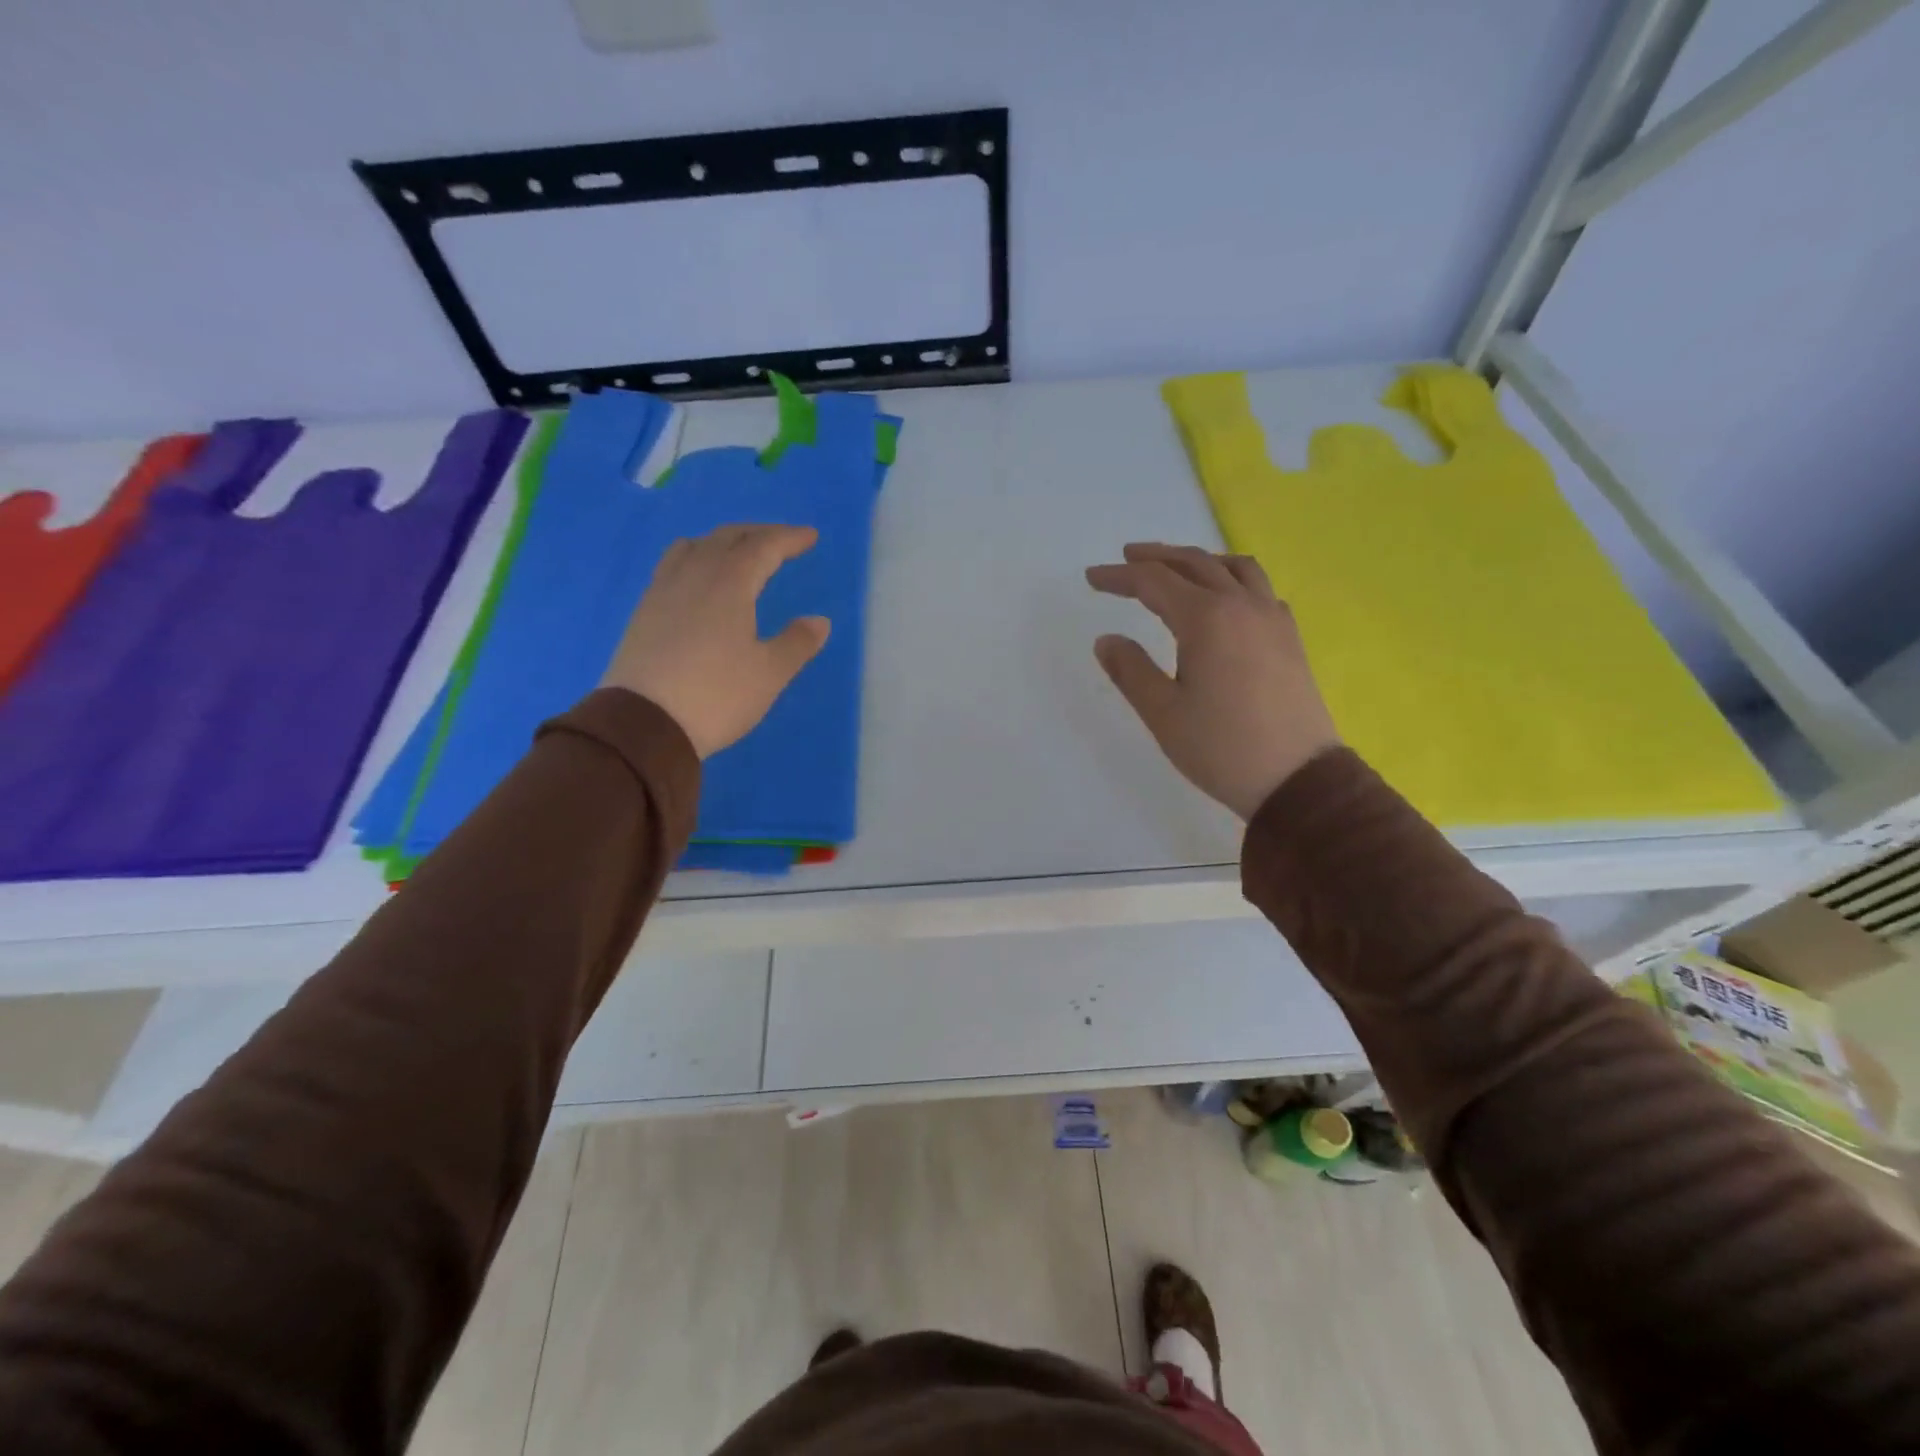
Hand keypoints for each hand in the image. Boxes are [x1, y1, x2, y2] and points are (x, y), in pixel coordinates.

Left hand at [601, 524, 830, 757]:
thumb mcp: (769, 674)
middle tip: (781, 540)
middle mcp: (694, 576)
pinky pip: (673, 565)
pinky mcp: (644, 611)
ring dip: (722, 541)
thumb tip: (819, 620)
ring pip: (694, 546)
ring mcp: (663, 591)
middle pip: (727, 538)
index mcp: (729, 584)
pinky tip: (699, 580)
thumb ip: (797, 643)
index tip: (810, 536)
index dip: (789, 538)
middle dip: (758, 533)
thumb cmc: (716, 696)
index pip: (763, 546)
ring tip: (738, 553)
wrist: (644, 724)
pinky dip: (696, 557)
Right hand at [1086, 543, 1340, 819]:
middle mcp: (1242, 606)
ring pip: (1234, 567)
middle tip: (1127, 558)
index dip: (1118, 577)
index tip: (1091, 578)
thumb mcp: (1163, 713)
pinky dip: (1233, 578)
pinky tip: (1225, 598)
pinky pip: (1259, 588)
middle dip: (1156, 557)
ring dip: (1199, 560)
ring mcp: (1272, 618)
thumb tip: (1106, 640)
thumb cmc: (1221, 747)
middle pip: (1194, 563)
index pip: (1153, 582)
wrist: (1296, 779)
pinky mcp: (1290, 638)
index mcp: (1206, 619)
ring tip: (1176, 567)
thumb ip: (1131, 670)